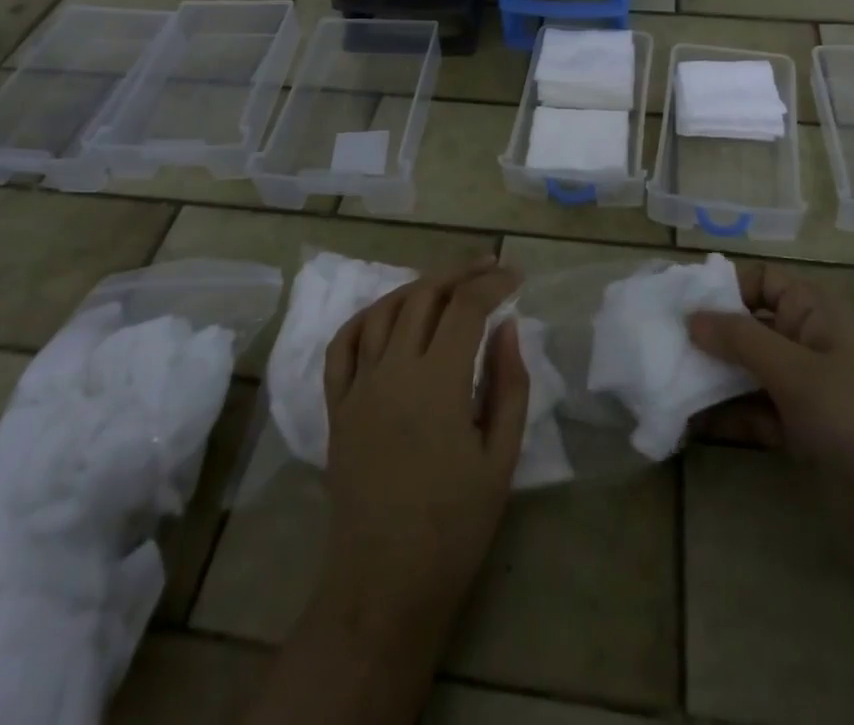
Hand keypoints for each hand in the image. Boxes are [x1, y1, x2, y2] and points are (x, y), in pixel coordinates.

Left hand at [317, 261, 529, 645]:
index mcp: (437, 383)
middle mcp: (393, 370)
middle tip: (489, 270)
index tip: (516, 276)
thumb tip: (507, 327)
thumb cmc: (454, 527)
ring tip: (448, 285)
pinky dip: (367, 316)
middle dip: (461, 274)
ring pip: (385, 310)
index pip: (466, 307)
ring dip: (419, 287)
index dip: (493, 283)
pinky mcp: (337, 405)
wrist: (384, 584)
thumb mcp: (500, 458)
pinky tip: (389, 313)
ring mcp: (358, 386)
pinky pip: (343, 344)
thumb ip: (508, 384)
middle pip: (424, 295)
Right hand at [688, 261, 853, 543]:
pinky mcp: (803, 430)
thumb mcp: (796, 372)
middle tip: (655, 347)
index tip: (674, 303)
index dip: (719, 286)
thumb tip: (690, 316)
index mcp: (811, 310)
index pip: (757, 280)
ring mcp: (804, 387)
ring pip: (746, 371)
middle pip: (746, 326)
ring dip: (709, 379)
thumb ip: (740, 341)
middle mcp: (805, 340)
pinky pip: (754, 412)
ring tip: (661, 386)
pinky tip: (687, 424)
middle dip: (704, 337)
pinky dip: (725, 416)